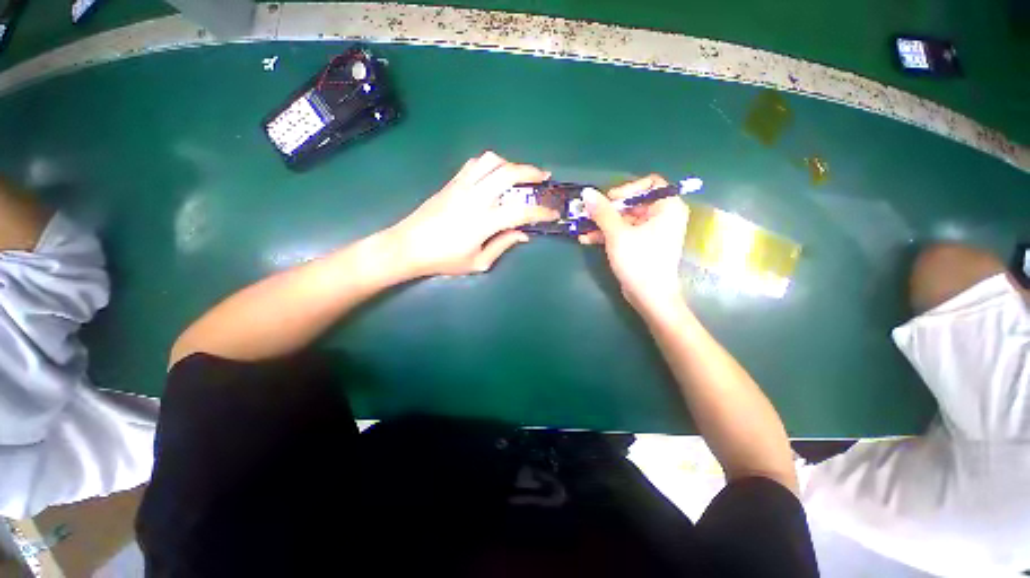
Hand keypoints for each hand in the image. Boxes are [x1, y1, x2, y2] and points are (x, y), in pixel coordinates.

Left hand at [389, 152, 557, 276]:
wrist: (408, 246)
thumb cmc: (444, 259)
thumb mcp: (478, 262)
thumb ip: (503, 245)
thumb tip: (523, 234)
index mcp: (484, 221)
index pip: (521, 211)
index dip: (541, 211)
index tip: (553, 213)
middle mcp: (475, 197)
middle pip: (508, 173)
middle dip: (531, 171)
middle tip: (543, 177)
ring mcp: (462, 186)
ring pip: (491, 161)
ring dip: (510, 164)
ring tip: (518, 175)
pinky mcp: (452, 182)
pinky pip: (474, 164)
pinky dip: (490, 164)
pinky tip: (494, 175)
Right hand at [578, 175, 688, 311]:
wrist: (649, 296)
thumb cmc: (639, 261)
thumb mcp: (617, 234)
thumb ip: (602, 211)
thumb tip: (587, 192)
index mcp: (667, 207)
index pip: (649, 184)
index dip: (627, 189)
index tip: (608, 200)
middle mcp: (662, 216)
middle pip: (632, 203)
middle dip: (607, 210)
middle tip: (587, 213)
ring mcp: (651, 232)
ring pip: (624, 220)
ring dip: (602, 223)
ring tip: (581, 227)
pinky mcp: (641, 245)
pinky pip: (624, 233)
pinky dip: (607, 235)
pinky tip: (586, 239)